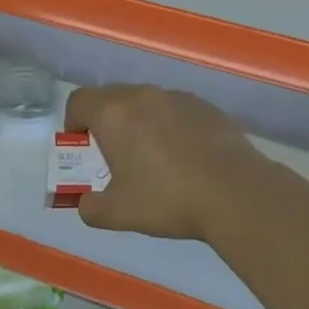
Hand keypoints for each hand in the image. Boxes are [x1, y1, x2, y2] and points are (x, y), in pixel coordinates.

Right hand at [62, 84, 270, 240]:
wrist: (235, 192)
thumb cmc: (167, 199)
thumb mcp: (118, 213)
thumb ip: (91, 208)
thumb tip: (86, 204)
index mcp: (114, 113)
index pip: (79, 100)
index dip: (73, 121)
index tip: (81, 145)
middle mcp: (143, 95)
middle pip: (111, 97)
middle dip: (106, 121)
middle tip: (114, 155)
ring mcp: (177, 97)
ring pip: (146, 102)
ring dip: (139, 122)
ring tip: (152, 157)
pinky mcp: (206, 107)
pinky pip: (175, 110)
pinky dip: (170, 126)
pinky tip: (184, 157)